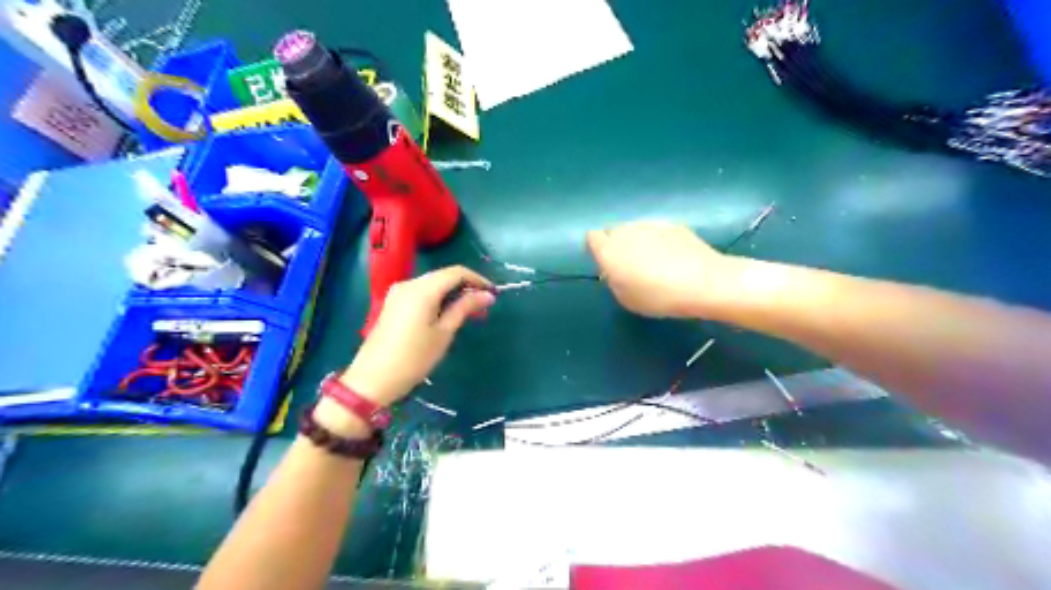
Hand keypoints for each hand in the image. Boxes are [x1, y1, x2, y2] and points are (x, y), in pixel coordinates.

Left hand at [342, 264, 496, 407]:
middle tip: (483, 305)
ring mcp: (398, 293)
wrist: (372, 379)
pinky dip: (438, 298)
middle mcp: (409, 284)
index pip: (456, 272)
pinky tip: (447, 313)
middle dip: (465, 286)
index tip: (493, 293)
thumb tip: (487, 295)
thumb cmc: (414, 358)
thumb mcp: (444, 333)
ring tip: (469, 311)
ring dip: (452, 293)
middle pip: (443, 276)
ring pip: (432, 284)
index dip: (477, 279)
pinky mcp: (393, 304)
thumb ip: (464, 308)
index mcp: (422, 289)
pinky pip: (421, 293)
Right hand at [583, 221, 733, 316]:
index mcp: (609, 250)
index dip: (597, 249)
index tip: (606, 264)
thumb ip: (614, 280)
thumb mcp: (626, 299)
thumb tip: (615, 271)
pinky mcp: (672, 224)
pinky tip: (672, 257)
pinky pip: (656, 231)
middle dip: (617, 244)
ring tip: (653, 262)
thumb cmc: (658, 297)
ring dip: (637, 241)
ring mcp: (650, 225)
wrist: (702, 282)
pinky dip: (658, 240)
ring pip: (635, 229)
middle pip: (613, 231)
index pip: (592, 238)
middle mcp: (625, 232)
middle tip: (629, 265)